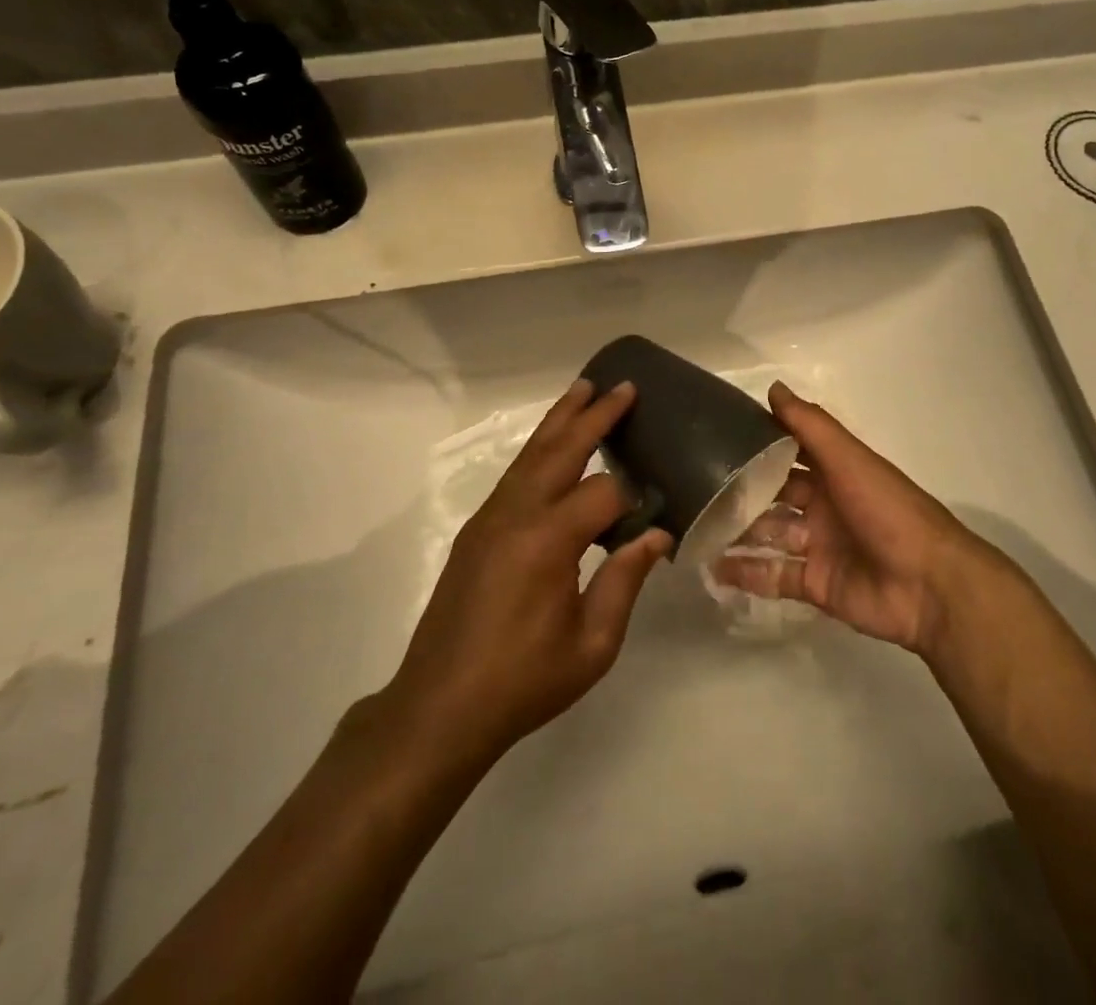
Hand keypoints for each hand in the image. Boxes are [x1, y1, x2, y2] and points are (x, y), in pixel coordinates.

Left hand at [380, 378, 670, 766]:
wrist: (439, 708)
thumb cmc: (523, 682)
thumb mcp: (592, 644)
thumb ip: (625, 581)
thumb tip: (657, 535)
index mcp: (548, 541)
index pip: (604, 494)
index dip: (633, 501)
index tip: (654, 518)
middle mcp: (516, 515)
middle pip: (561, 449)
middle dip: (594, 415)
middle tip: (622, 387)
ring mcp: (490, 518)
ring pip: (531, 454)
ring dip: (560, 420)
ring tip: (584, 391)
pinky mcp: (475, 530)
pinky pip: (514, 475)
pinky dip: (538, 449)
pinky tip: (552, 447)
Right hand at [711, 382, 978, 655]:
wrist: (929, 585)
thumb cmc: (888, 510)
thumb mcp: (849, 459)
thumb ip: (810, 426)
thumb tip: (773, 387)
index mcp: (834, 472)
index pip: (789, 452)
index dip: (758, 444)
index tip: (716, 435)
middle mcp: (823, 505)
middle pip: (774, 495)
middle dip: (741, 491)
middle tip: (694, 486)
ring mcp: (817, 546)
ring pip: (768, 534)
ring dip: (737, 532)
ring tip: (694, 526)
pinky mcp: (814, 584)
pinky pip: (773, 575)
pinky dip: (745, 573)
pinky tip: (712, 568)